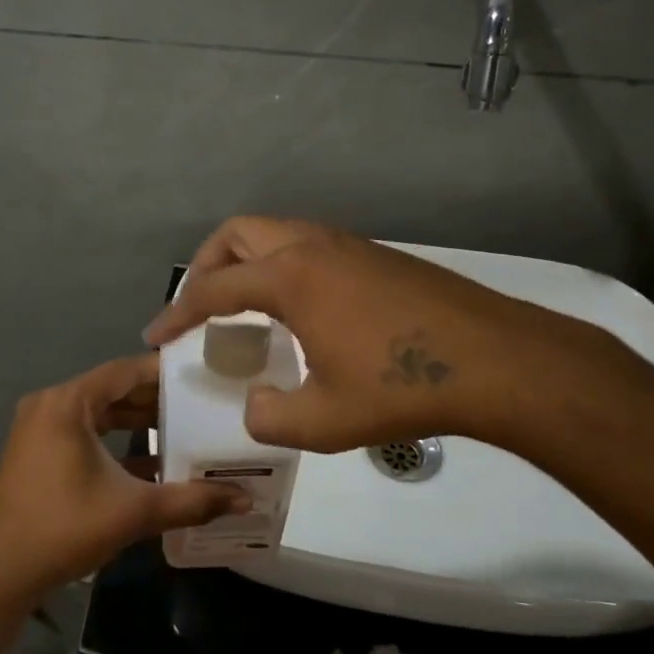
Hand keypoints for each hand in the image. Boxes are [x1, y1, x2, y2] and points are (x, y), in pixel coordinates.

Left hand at [0, 354, 244, 604]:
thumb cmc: (64, 528)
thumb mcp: (133, 511)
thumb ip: (191, 500)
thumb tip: (245, 499)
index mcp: (67, 403)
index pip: (124, 371)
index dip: (164, 372)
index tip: (201, 374)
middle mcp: (50, 406)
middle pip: (112, 390)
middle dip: (155, 399)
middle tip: (201, 403)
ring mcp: (38, 430)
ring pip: (98, 414)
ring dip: (136, 422)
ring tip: (184, 428)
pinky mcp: (36, 453)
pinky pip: (83, 434)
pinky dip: (114, 443)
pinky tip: (152, 463)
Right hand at [143, 216, 614, 453]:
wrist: (497, 361)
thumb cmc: (403, 387)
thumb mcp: (325, 421)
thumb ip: (271, 417)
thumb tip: (257, 405)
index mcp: (291, 278)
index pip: (214, 288)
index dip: (178, 312)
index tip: (156, 336)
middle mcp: (313, 247)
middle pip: (238, 233)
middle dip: (206, 265)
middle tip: (198, 305)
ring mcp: (349, 246)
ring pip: (277, 232)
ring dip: (247, 260)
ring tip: (243, 305)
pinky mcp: (377, 256)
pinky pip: (309, 245)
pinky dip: (283, 265)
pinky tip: (299, 309)